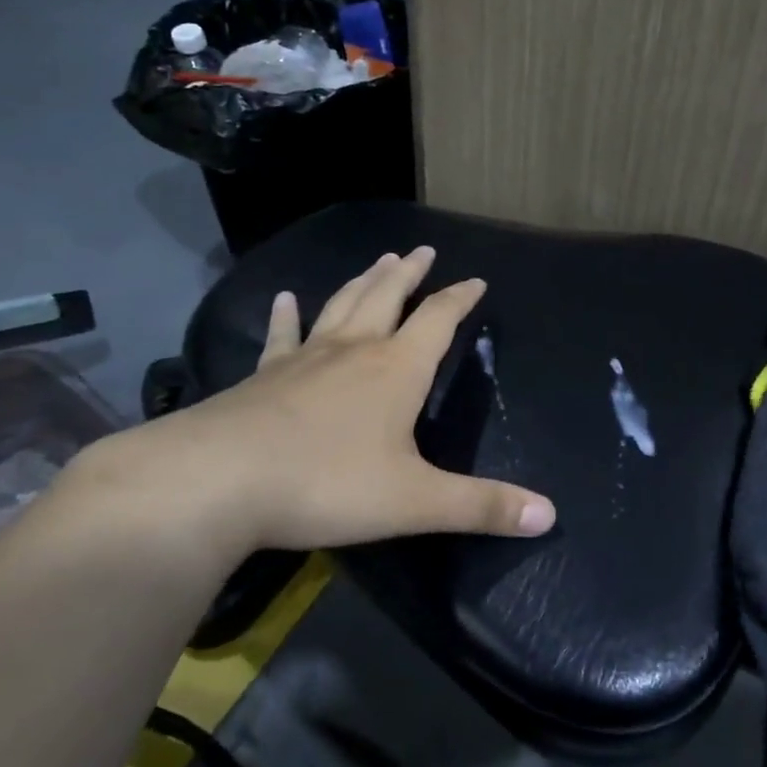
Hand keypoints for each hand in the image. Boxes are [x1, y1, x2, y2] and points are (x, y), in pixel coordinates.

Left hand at [78, 246, 556, 561]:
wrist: (217, 482)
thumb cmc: (327, 485)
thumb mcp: (416, 502)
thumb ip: (482, 506)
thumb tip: (549, 516)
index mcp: (397, 369)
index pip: (439, 319)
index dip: (460, 298)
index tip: (476, 280)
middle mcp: (356, 351)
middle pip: (389, 297)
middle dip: (410, 274)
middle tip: (422, 250)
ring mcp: (305, 359)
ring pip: (343, 306)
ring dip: (364, 281)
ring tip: (379, 259)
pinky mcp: (264, 377)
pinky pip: (281, 337)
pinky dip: (286, 315)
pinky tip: (285, 298)